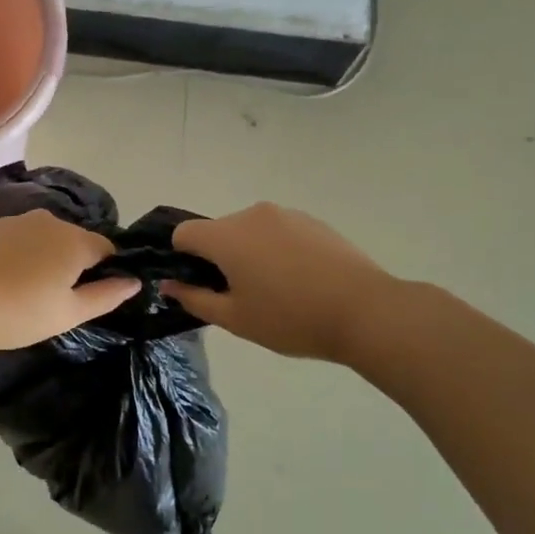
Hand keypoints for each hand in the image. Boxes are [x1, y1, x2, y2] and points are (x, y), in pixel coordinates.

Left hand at [0, 211, 140, 350]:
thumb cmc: (16, 311)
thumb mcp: (68, 313)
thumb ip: (106, 296)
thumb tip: (134, 281)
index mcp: (75, 240)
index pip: (108, 250)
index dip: (106, 274)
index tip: (90, 300)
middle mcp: (50, 220)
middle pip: (76, 242)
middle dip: (75, 267)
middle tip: (57, 303)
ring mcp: (17, 220)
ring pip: (46, 240)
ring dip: (46, 261)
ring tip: (27, 295)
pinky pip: (21, 241)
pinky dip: (21, 257)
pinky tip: (4, 282)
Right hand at [162, 203, 395, 363]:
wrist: (366, 311)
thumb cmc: (291, 318)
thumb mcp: (235, 319)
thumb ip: (194, 299)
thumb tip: (168, 285)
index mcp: (226, 236)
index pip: (183, 233)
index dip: (182, 259)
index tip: (201, 286)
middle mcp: (252, 215)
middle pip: (218, 231)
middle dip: (218, 258)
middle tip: (240, 296)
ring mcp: (286, 215)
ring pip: (249, 231)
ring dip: (249, 253)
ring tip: (276, 291)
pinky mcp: (313, 221)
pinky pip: (278, 232)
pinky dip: (277, 250)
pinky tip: (301, 281)